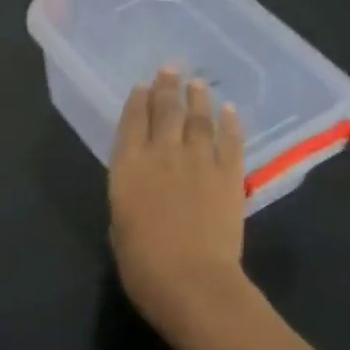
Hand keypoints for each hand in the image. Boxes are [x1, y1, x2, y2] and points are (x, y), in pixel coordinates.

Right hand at [108, 68, 254, 349]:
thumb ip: (128, 198)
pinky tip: (229, 110)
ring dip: (197, 98)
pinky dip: (230, 124)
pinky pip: (230, 142)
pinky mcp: (229, 176)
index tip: (141, 85)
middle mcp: (162, 153)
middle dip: (166, 87)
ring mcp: (198, 161)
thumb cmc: (143, 264)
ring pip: (198, 119)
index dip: (137, 100)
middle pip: (165, 110)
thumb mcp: (119, 226)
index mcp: (128, 166)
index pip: (132, 121)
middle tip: (170, 68)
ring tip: (197, 82)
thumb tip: (140, 188)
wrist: (192, 281)